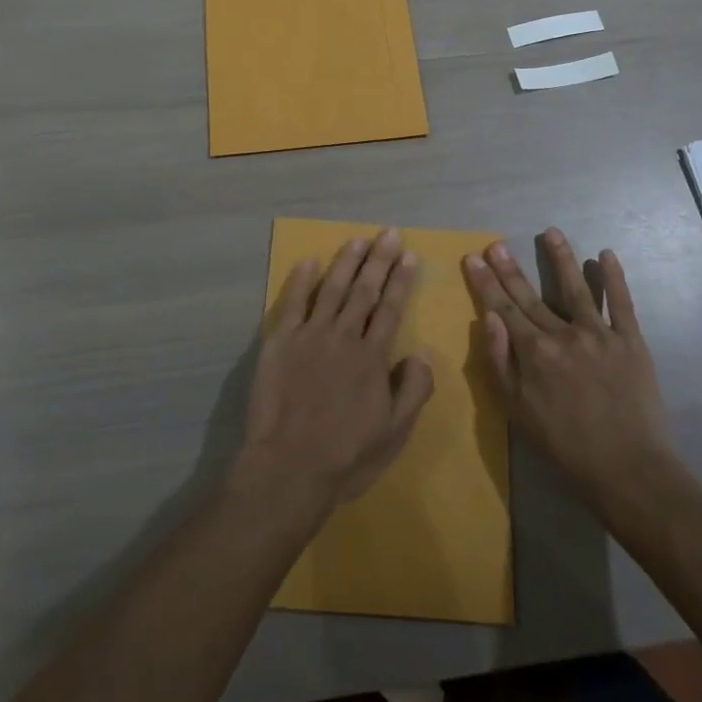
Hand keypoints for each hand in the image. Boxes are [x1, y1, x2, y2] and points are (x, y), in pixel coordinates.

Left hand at [232, 230, 435, 522]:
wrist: (289, 468)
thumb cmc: (346, 456)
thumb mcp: (395, 433)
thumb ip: (413, 390)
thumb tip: (421, 352)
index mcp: (372, 357)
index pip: (390, 309)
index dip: (401, 281)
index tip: (410, 255)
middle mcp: (343, 337)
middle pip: (364, 291)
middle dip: (379, 260)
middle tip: (389, 234)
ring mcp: (309, 336)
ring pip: (332, 289)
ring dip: (346, 262)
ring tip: (358, 240)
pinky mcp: (280, 342)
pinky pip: (292, 303)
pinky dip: (300, 280)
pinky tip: (308, 261)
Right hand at [463, 229, 685, 517]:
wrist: (629, 470)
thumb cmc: (565, 446)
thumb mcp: (518, 411)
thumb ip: (500, 362)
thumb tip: (488, 318)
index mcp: (534, 352)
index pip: (503, 308)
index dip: (485, 282)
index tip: (473, 257)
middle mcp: (563, 334)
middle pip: (531, 295)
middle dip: (510, 268)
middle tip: (496, 243)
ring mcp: (599, 334)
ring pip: (576, 288)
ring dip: (561, 258)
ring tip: (550, 232)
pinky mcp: (630, 341)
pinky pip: (621, 303)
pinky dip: (614, 278)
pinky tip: (606, 255)